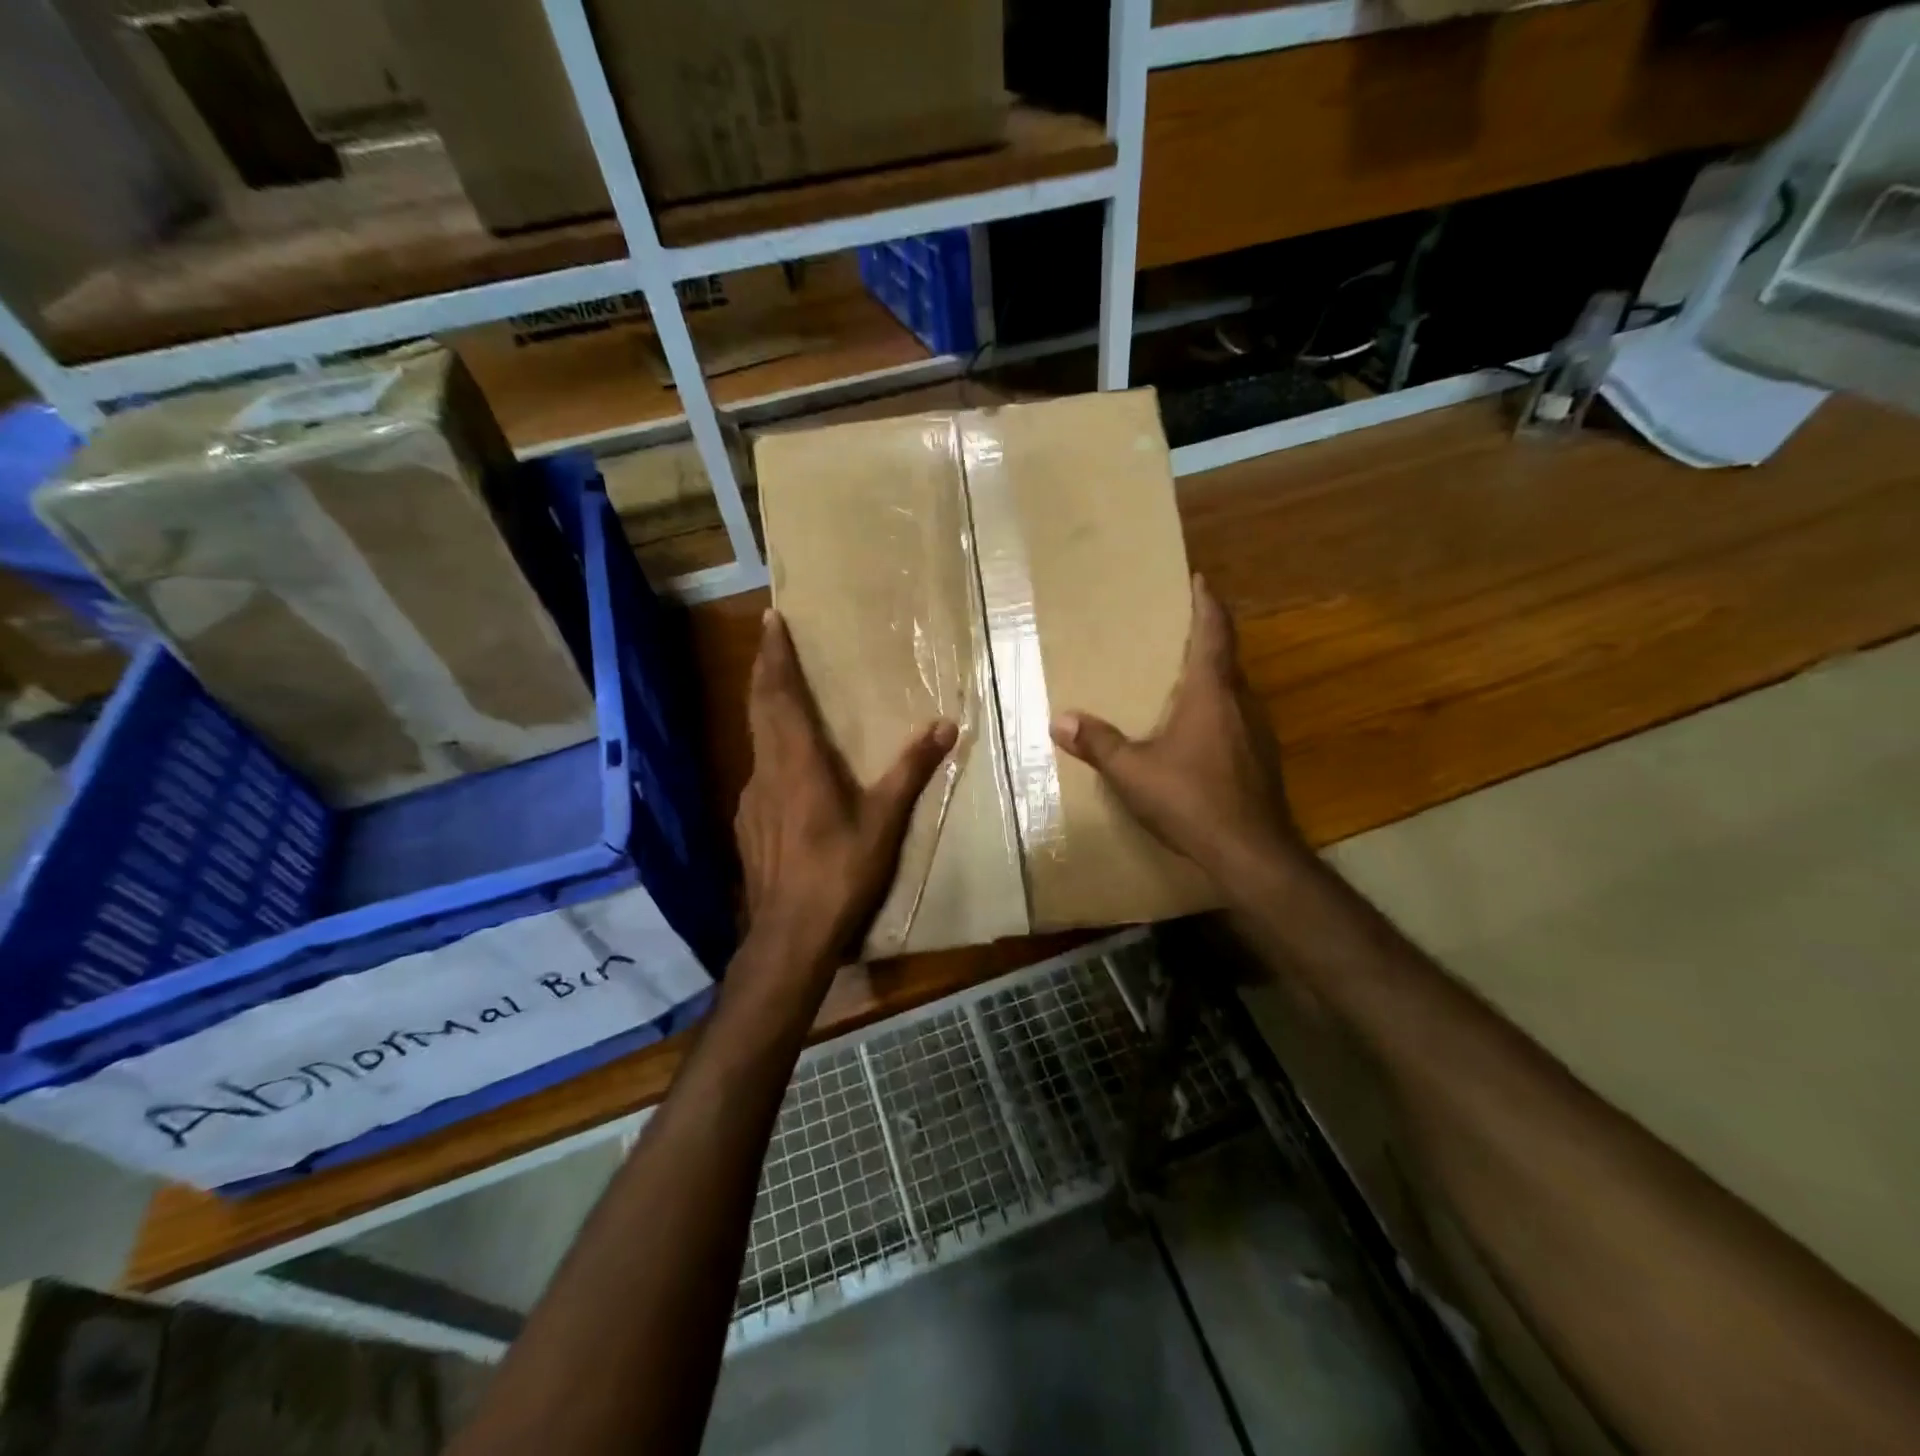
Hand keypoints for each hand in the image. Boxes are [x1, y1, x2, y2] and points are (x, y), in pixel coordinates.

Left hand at [735, 609, 957, 981]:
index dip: (774, 656)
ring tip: (780, 695)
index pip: (780, 695)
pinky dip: (769, 752)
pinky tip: (784, 769)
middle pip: (759, 708)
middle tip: (769, 641)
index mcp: (798, 762)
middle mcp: (767, 771)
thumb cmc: (840, 873)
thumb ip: (911, 770)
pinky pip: (759, 774)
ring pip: (756, 740)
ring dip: (764, 709)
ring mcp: (751, 800)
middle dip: (764, 670)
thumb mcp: (884, 822)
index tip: (770, 620)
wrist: (790, 935)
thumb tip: (945, 726)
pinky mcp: (748, 825)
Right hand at [1050, 575, 1307, 894]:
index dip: (1207, 604)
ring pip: (1235, 693)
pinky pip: (1238, 721)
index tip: (1201, 580)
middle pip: (1227, 659)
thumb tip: (1060, 720)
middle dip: (1206, 640)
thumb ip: (1097, 743)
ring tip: (1183, 682)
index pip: (1214, 633)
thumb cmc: (1191, 799)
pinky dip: (1218, 713)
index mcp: (1212, 693)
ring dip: (1213, 680)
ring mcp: (1258, 733)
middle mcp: (1242, 703)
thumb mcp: (1132, 772)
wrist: (1251, 852)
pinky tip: (1198, 736)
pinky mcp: (1263, 761)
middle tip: (1178, 632)